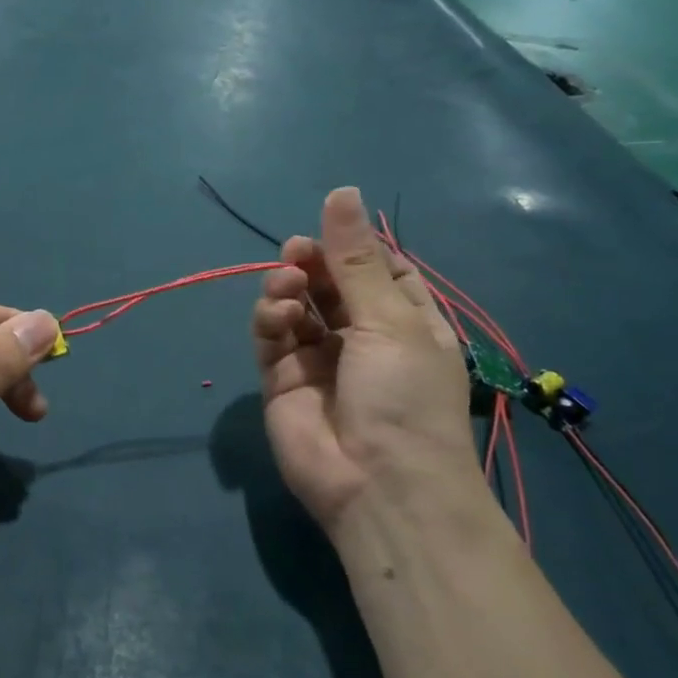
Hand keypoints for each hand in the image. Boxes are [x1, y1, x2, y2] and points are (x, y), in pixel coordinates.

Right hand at [251, 188, 477, 535]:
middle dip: (313, 263)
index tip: (333, 229)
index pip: (380, 271)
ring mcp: (320, 360)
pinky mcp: (282, 380)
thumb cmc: (404, 397)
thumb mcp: (390, 319)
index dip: (355, 248)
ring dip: (288, 287)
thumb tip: (342, 191)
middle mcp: (362, 339)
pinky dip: (270, 318)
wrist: (378, 485)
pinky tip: (278, 314)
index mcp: (406, 323)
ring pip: (296, 307)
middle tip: (297, 252)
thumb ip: (355, 259)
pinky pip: (272, 337)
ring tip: (287, 286)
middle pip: (330, 285)